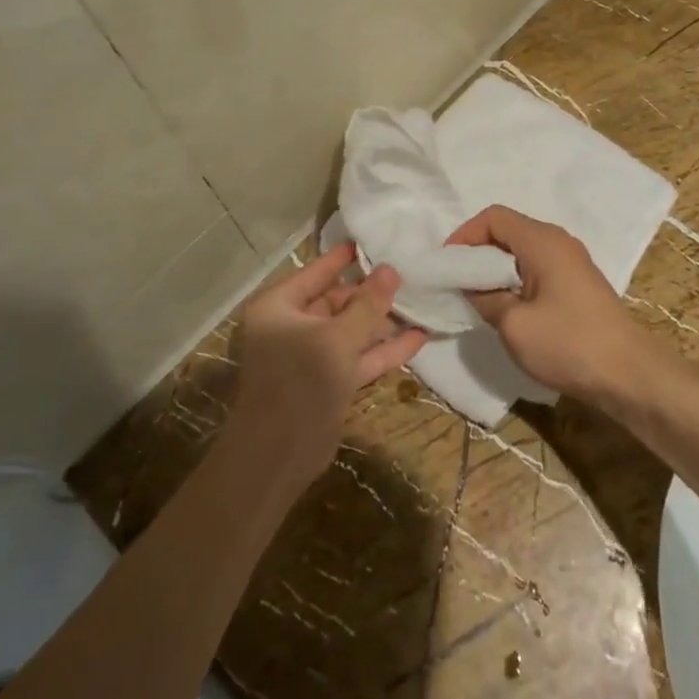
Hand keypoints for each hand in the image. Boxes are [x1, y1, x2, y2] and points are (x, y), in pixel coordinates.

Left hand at [227, 242, 426, 488]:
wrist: (277, 457)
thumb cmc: (300, 383)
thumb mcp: (337, 339)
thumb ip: (367, 304)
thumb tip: (390, 268)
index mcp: (279, 307)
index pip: (316, 272)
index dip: (343, 258)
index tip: (371, 241)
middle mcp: (291, 326)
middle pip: (336, 301)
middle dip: (371, 293)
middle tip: (409, 275)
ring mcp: (310, 356)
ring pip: (351, 330)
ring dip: (382, 322)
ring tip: (421, 303)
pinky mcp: (328, 382)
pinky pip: (358, 357)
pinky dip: (383, 349)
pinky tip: (418, 338)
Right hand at [446, 205, 647, 403]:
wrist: (629, 375)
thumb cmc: (568, 344)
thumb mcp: (514, 324)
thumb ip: (486, 297)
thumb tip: (471, 286)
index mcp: (542, 241)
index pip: (494, 217)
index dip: (465, 235)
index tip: (448, 265)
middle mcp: (558, 242)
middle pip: (508, 230)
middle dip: (477, 252)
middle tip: (457, 282)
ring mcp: (571, 262)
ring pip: (522, 251)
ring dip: (496, 268)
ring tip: (477, 297)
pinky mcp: (577, 284)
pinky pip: (537, 268)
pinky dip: (515, 279)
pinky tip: (507, 307)